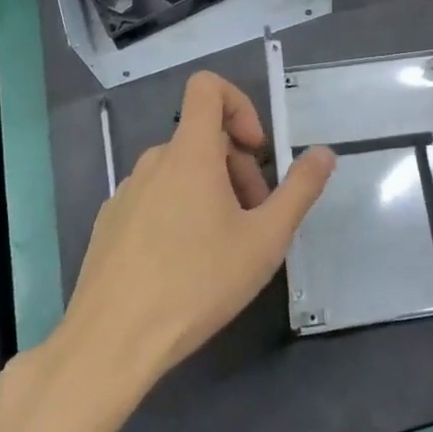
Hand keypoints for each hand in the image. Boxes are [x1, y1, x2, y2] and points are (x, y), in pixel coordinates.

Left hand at [58, 73, 336, 389]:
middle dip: (237, 168)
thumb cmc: (197, 284)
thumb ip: (299, 190)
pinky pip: (153, 198)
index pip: (207, 87)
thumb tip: (324, 153)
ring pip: (179, 172)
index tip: (256, 150)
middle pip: (202, 139)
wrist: (110, 343)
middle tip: (254, 220)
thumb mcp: (265, 240)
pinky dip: (178, 212)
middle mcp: (154, 162)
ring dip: (210, 193)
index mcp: (190, 153)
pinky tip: (183, 266)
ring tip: (222, 248)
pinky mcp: (108, 223)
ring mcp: (125, 193)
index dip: (239, 104)